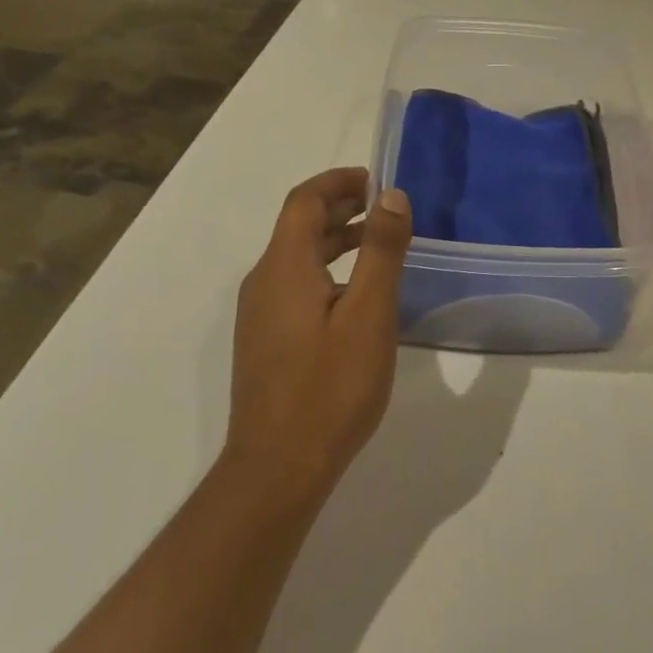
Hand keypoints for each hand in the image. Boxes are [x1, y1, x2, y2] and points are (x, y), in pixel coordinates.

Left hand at [224, 168, 412, 500]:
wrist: (276, 471)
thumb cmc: (330, 388)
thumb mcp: (369, 314)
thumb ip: (381, 250)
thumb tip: (391, 196)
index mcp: (284, 267)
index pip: (304, 200)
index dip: (339, 181)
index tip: (378, 181)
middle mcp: (264, 281)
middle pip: (299, 225)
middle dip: (341, 206)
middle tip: (386, 208)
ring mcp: (260, 314)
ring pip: (298, 256)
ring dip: (336, 238)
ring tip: (380, 243)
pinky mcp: (266, 340)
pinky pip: (296, 284)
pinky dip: (328, 269)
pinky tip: (358, 295)